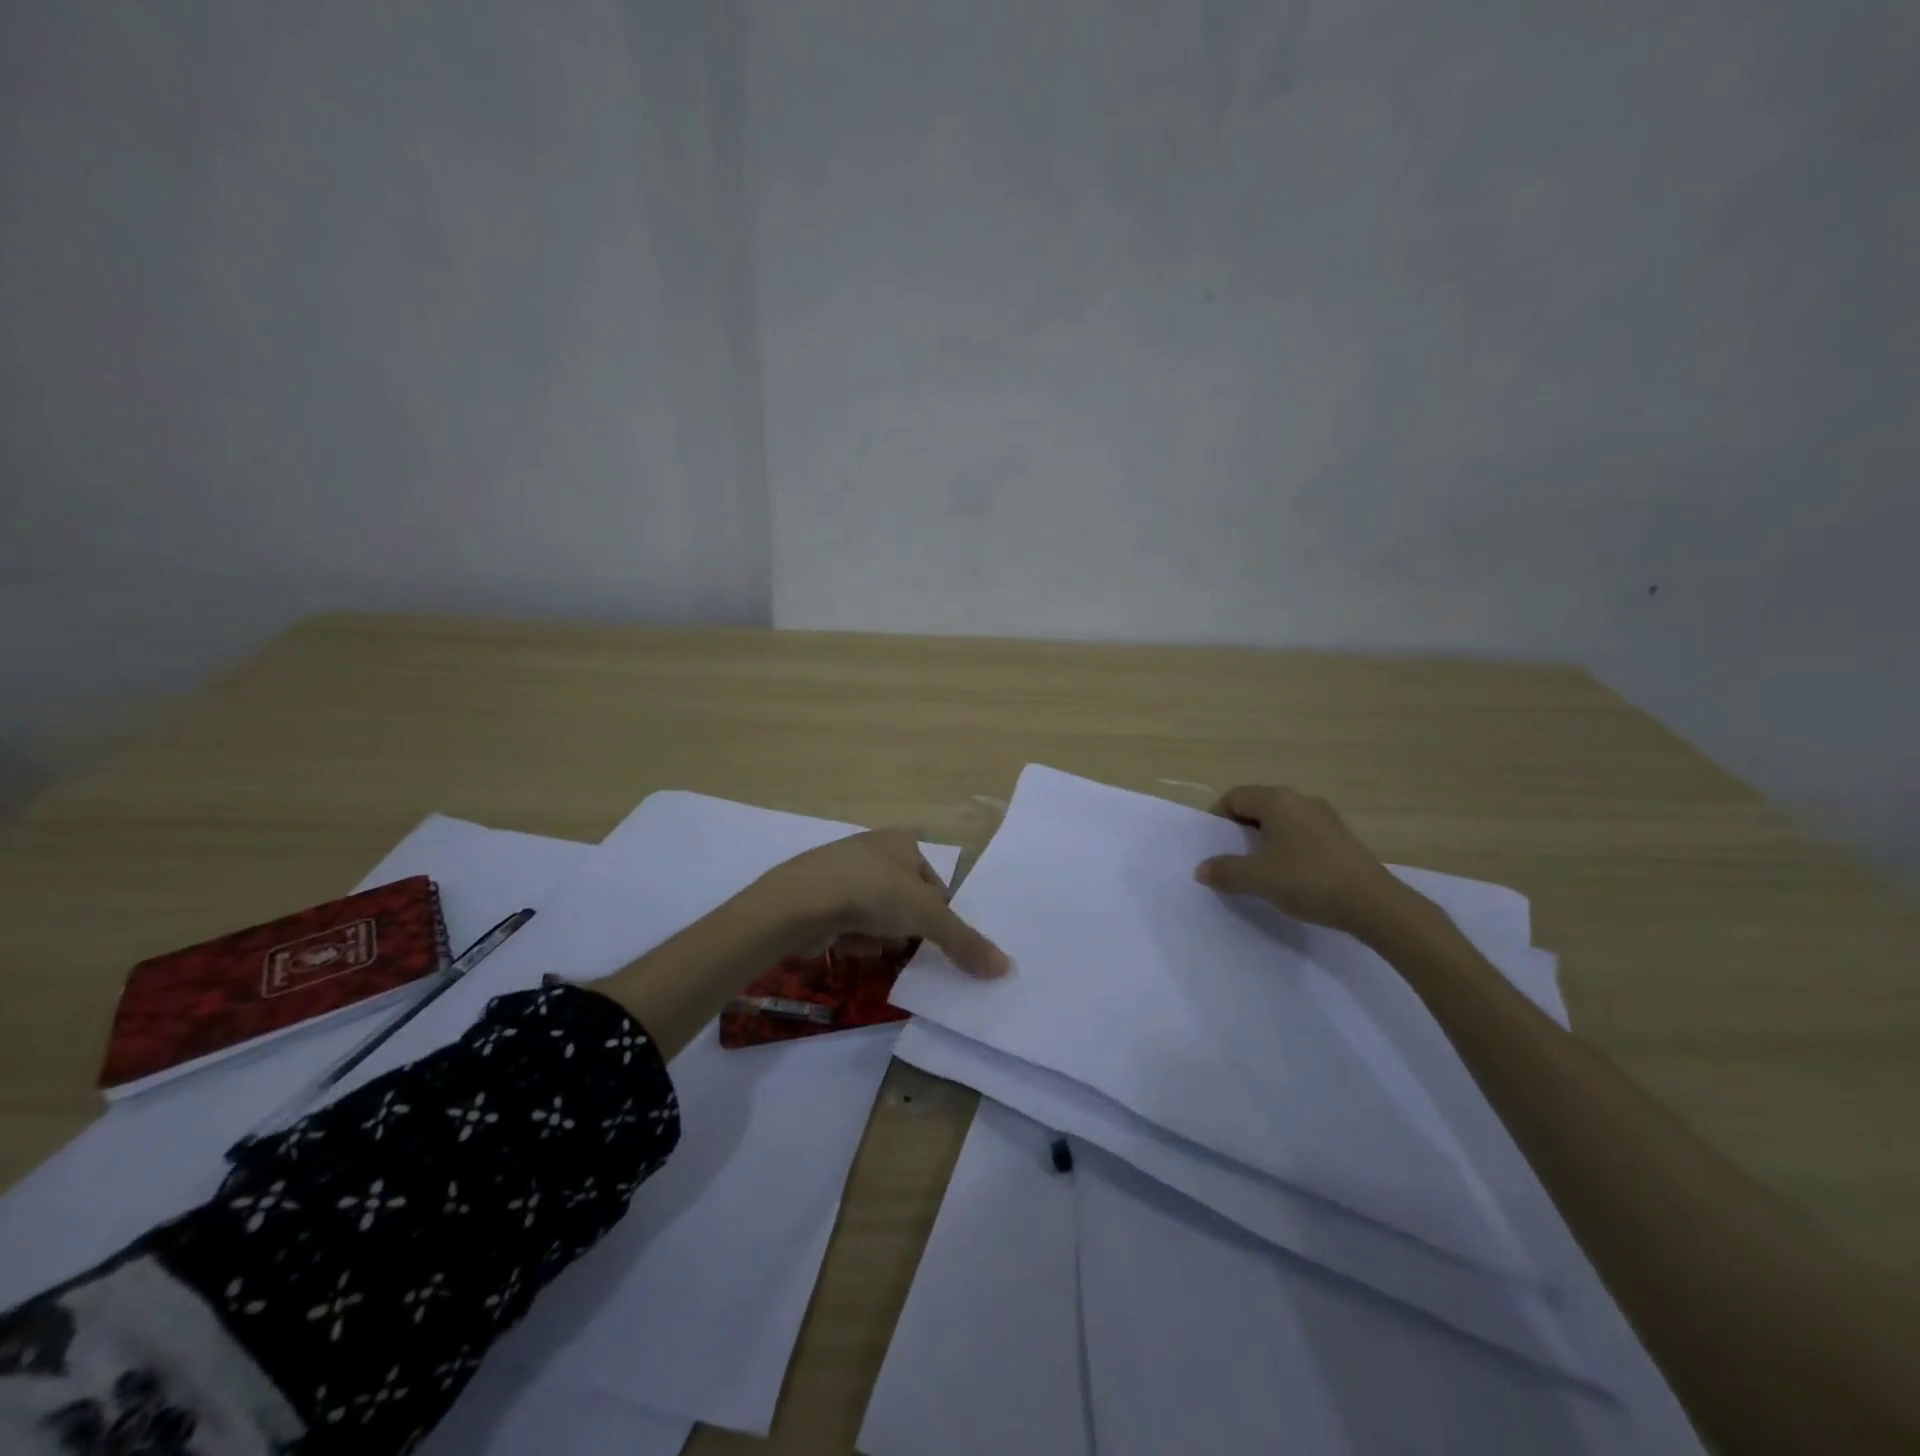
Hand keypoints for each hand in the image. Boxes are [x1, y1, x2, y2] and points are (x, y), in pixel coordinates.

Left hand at [748, 828, 1010, 977]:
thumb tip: (1005, 969)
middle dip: (905, 928)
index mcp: (902, 841)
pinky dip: (852, 938)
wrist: (800, 902)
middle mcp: (873, 849)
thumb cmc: (872, 894)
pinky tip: (846, 944)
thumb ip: (965, 942)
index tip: (933, 936)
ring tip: (871, 944)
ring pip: (878, 916)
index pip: (934, 883)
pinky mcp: (819, 896)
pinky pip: (849, 923)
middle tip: (903, 945)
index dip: (937, 914)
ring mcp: (842, 872)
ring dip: (879, 937)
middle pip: (905, 902)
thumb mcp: (928, 917)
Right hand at [1194, 786, 1412, 937]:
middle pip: (1259, 806)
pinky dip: (1288, 848)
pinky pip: (1303, 834)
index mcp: (1277, 800)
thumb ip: (1225, 871)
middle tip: (1232, 857)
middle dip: (1240, 829)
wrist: (1373, 903)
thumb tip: (1202, 869)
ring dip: (1265, 840)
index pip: (1235, 797)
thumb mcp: (1256, 878)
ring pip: (1282, 821)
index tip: (1214, 845)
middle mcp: (1301, 800)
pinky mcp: (1342, 838)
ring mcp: (1326, 818)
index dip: (1218, 818)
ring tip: (1260, 869)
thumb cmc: (1306, 879)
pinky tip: (1291, 876)